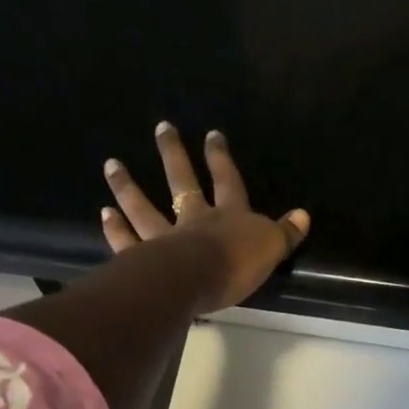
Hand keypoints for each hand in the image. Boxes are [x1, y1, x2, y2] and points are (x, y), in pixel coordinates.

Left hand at [102, 122, 310, 311]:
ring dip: (128, 187)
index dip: (221, 159)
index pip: (227, 181)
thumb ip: (285, 233)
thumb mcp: (270, 248)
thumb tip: (303, 215)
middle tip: (161, 128)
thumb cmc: (236, 264)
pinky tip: (104, 214)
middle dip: (173, 155)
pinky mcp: (144, 259)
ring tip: (112, 165)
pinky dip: (116, 229)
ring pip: (144, 208)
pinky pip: (128, 241)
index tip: (212, 134)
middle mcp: (193, 219)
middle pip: (182, 182)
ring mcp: (165, 237)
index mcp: (228, 215)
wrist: (195, 280)